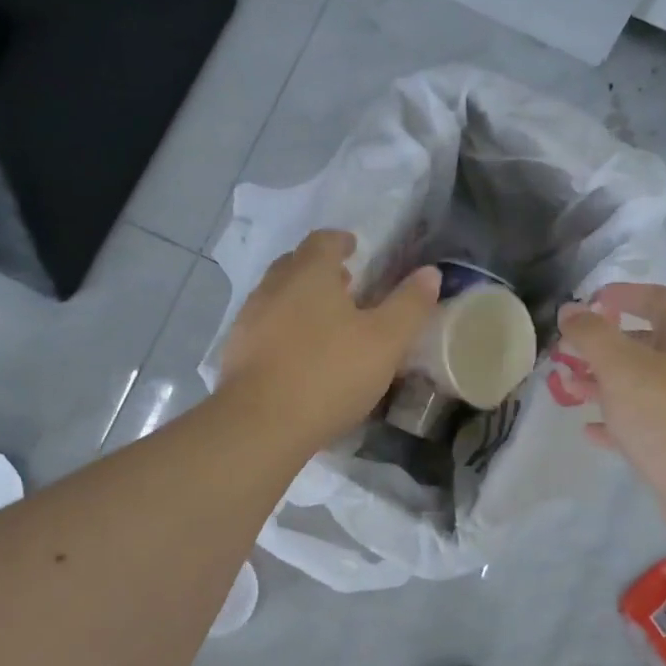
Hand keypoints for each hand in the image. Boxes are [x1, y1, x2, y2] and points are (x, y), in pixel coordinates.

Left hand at [218, 230, 441, 454]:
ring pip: (277, 296)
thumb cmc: (329, 373)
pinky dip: (283, 330)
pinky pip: (264, 328)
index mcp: (309, 273)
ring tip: (326, 323)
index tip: (355, 248)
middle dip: (319, 269)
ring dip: (300, 300)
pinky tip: (299, 357)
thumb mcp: (386, 341)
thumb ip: (410, 305)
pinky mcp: (235, 353)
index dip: (341, 241)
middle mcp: (273, 287)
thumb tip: (430, 273)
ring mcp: (248, 320)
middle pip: (295, 264)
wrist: (259, 425)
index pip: (323, 241)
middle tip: (345, 285)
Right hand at [555, 284, 665, 532]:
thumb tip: (571, 309)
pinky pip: (645, 422)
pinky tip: (589, 430)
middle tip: (566, 352)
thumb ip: (592, 335)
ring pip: (641, 385)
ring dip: (603, 382)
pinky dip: (616, 421)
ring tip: (566, 388)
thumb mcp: (622, 369)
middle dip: (602, 344)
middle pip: (645, 343)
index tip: (588, 302)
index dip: (624, 293)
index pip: (659, 299)